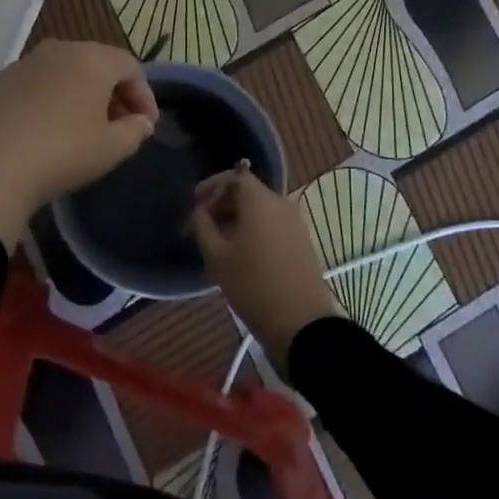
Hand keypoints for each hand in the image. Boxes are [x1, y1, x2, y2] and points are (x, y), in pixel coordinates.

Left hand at [0, 40, 158, 248]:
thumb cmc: (61, 152)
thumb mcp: (110, 149)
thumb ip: (134, 131)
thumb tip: (141, 122)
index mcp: (92, 59)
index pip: (130, 67)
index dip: (144, 95)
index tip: (146, 126)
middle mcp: (58, 50)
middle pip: (96, 64)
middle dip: (112, 94)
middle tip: (119, 126)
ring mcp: (23, 64)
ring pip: (63, 73)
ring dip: (79, 96)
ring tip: (82, 130)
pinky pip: (35, 86)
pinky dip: (49, 102)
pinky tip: (45, 132)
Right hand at [190, 167, 343, 368]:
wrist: (301, 323)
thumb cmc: (253, 285)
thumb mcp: (216, 256)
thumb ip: (203, 225)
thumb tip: (200, 210)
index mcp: (260, 200)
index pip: (235, 175)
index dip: (212, 186)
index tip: (196, 203)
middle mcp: (282, 203)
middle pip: (249, 191)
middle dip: (224, 202)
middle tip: (204, 224)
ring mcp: (296, 223)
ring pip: (262, 209)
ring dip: (239, 217)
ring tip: (220, 241)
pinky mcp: (302, 241)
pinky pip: (274, 224)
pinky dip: (256, 229)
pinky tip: (242, 252)